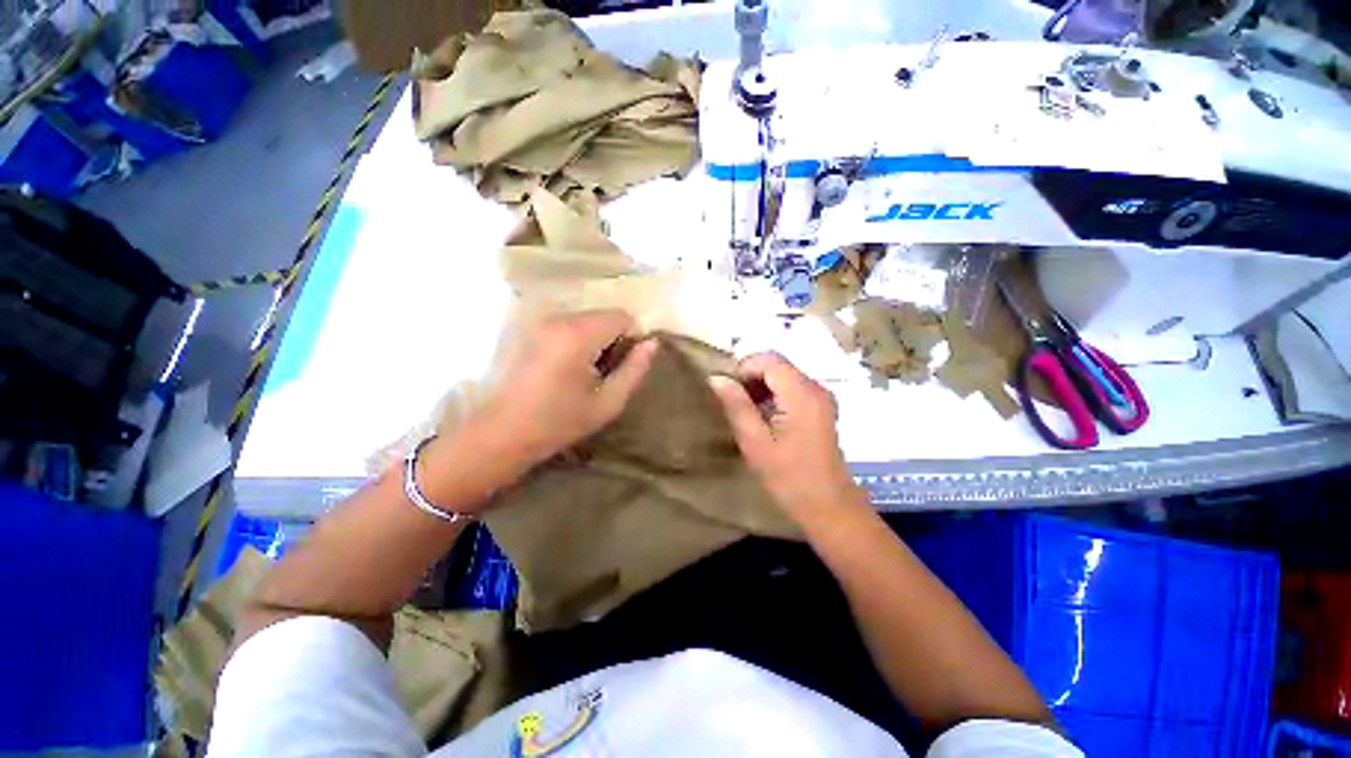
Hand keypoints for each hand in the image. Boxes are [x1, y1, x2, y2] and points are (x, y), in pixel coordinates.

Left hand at [472, 310, 658, 469]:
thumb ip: (635, 369)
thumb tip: (652, 343)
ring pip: (587, 319)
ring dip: (596, 339)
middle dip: (613, 338)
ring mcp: (542, 322)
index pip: (622, 316)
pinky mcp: (532, 330)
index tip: (625, 365)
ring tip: (585, 373)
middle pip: (604, 315)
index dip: (632, 337)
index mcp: (579, 334)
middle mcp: (560, 319)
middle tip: (605, 372)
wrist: (503, 433)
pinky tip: (567, 368)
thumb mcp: (608, 402)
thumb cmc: (559, 422)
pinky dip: (578, 340)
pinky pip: (569, 325)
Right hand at [709, 353, 867, 529]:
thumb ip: (736, 405)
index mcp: (801, 393)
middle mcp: (815, 387)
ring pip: (783, 376)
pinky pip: (792, 389)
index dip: (743, 368)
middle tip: (733, 405)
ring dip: (760, 388)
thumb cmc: (789, 477)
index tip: (727, 393)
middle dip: (751, 378)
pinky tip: (764, 419)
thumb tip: (716, 377)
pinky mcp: (820, 409)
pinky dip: (773, 396)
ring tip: (746, 414)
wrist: (828, 507)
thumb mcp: (755, 441)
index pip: (768, 359)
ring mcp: (821, 398)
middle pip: (777, 365)